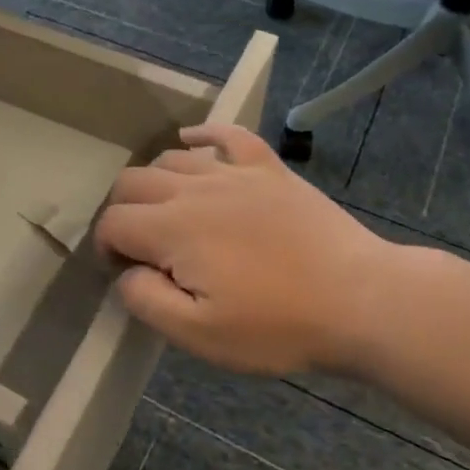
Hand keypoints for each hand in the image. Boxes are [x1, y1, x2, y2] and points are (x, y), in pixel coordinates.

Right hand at [94, 124, 411, 375]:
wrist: (362, 300)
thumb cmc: (278, 325)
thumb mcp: (201, 335)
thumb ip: (147, 300)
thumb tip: (126, 273)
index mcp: (173, 228)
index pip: (114, 222)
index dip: (106, 247)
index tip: (124, 272)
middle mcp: (194, 188)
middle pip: (132, 181)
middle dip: (122, 211)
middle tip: (141, 246)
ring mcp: (234, 172)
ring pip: (171, 158)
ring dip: (155, 182)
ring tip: (168, 212)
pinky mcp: (268, 167)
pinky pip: (227, 135)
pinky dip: (203, 134)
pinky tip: (192, 141)